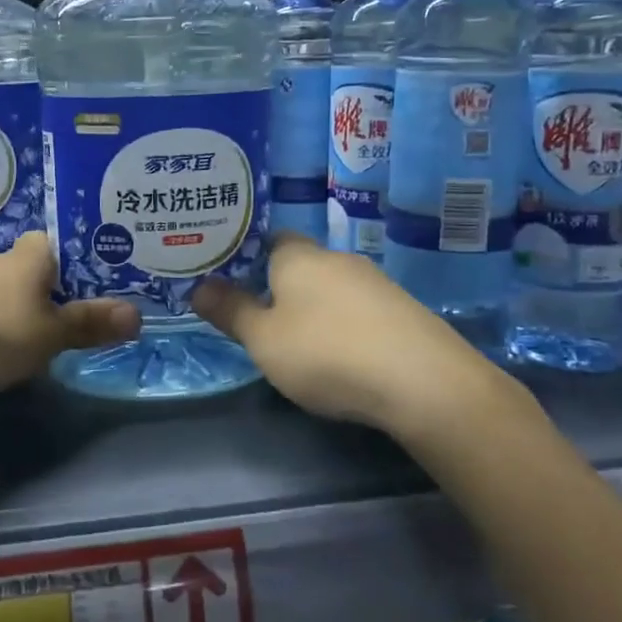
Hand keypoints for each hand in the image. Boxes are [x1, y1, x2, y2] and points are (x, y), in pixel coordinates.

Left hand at [0, 234, 139, 404]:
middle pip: (45, 273)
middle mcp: (1, 264)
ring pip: (16, 299)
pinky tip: (12, 358)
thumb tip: (137, 314)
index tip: (120, 280)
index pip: (70, 243)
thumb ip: (88, 325)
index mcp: (32, 256)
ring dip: (35, 317)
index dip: (93, 259)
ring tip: (66, 343)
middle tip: (103, 319)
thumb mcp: (46, 334)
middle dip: (68, 293)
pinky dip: (4, 335)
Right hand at [192, 234, 516, 435]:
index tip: (229, 280)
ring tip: (298, 341)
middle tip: (257, 316)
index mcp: (298, 256)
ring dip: (314, 307)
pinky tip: (343, 354)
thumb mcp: (263, 339)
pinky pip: (359, 309)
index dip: (246, 257)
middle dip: (278, 286)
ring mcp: (375, 282)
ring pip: (331, 287)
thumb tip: (198, 286)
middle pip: (299, 263)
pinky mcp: (402, 310)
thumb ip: (231, 311)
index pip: (266, 239)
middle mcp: (337, 258)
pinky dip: (344, 324)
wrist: (423, 381)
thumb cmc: (326, 353)